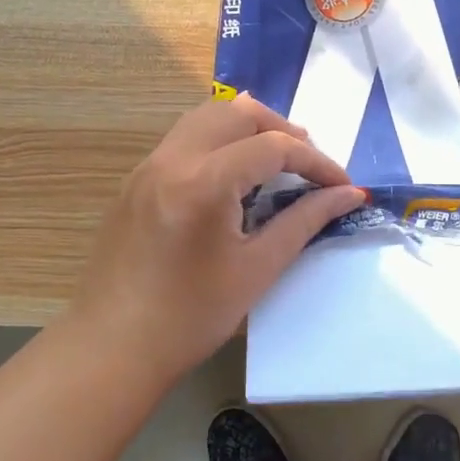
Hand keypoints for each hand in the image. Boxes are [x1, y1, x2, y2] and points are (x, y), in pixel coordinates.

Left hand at [68, 94, 365, 385]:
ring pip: (205, 117)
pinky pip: (183, 139)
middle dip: (280, 129)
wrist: (112, 347)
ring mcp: (147, 166)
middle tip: (307, 166)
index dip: (316, 162)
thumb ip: (304, 221)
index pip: (273, 146)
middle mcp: (172, 159)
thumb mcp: (257, 269)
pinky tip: (231, 176)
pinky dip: (217, 142)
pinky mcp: (135, 180)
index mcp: (203, 181)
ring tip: (273, 162)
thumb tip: (347, 194)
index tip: (342, 186)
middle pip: (237, 113)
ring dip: (246, 129)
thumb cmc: (190, 318)